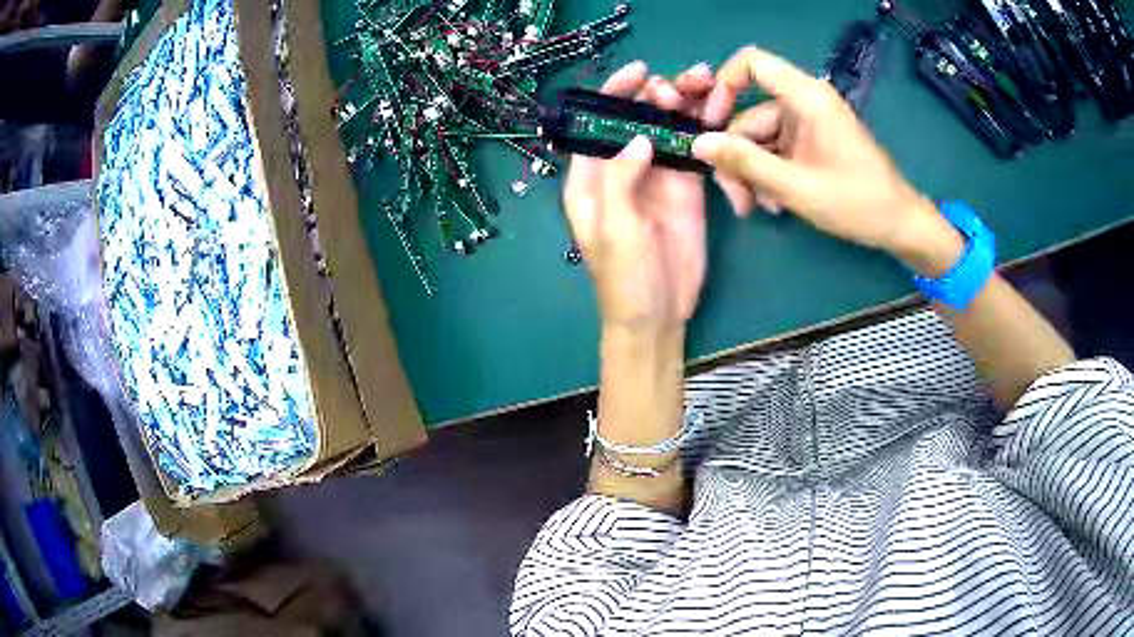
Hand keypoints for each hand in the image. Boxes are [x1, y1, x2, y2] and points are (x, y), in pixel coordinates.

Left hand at [564, 61, 733, 329]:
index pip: (598, 123)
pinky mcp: (686, 189)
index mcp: (590, 177)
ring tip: (708, 88)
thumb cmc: (624, 278)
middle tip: (687, 82)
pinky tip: (719, 114)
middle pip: (637, 119)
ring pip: (668, 130)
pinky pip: (692, 151)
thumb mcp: (615, 230)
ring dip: (685, 106)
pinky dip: (704, 132)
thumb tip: (637, 135)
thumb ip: (620, 180)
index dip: (614, 94)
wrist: (658, 315)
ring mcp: (657, 176)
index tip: (639, 72)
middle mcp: (622, 169)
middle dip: (658, 95)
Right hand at [692, 46, 960, 270]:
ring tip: (758, 208)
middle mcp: (804, 101)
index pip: (751, 63)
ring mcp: (809, 122)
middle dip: (737, 156)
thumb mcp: (795, 187)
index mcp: (806, 97)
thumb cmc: (856, 202)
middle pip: (750, 114)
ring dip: (752, 173)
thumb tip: (698, 144)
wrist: (898, 224)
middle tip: (736, 200)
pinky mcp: (812, 141)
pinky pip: (777, 149)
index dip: (723, 86)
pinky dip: (769, 174)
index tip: (711, 125)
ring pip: (760, 138)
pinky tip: (775, 203)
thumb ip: (745, 163)